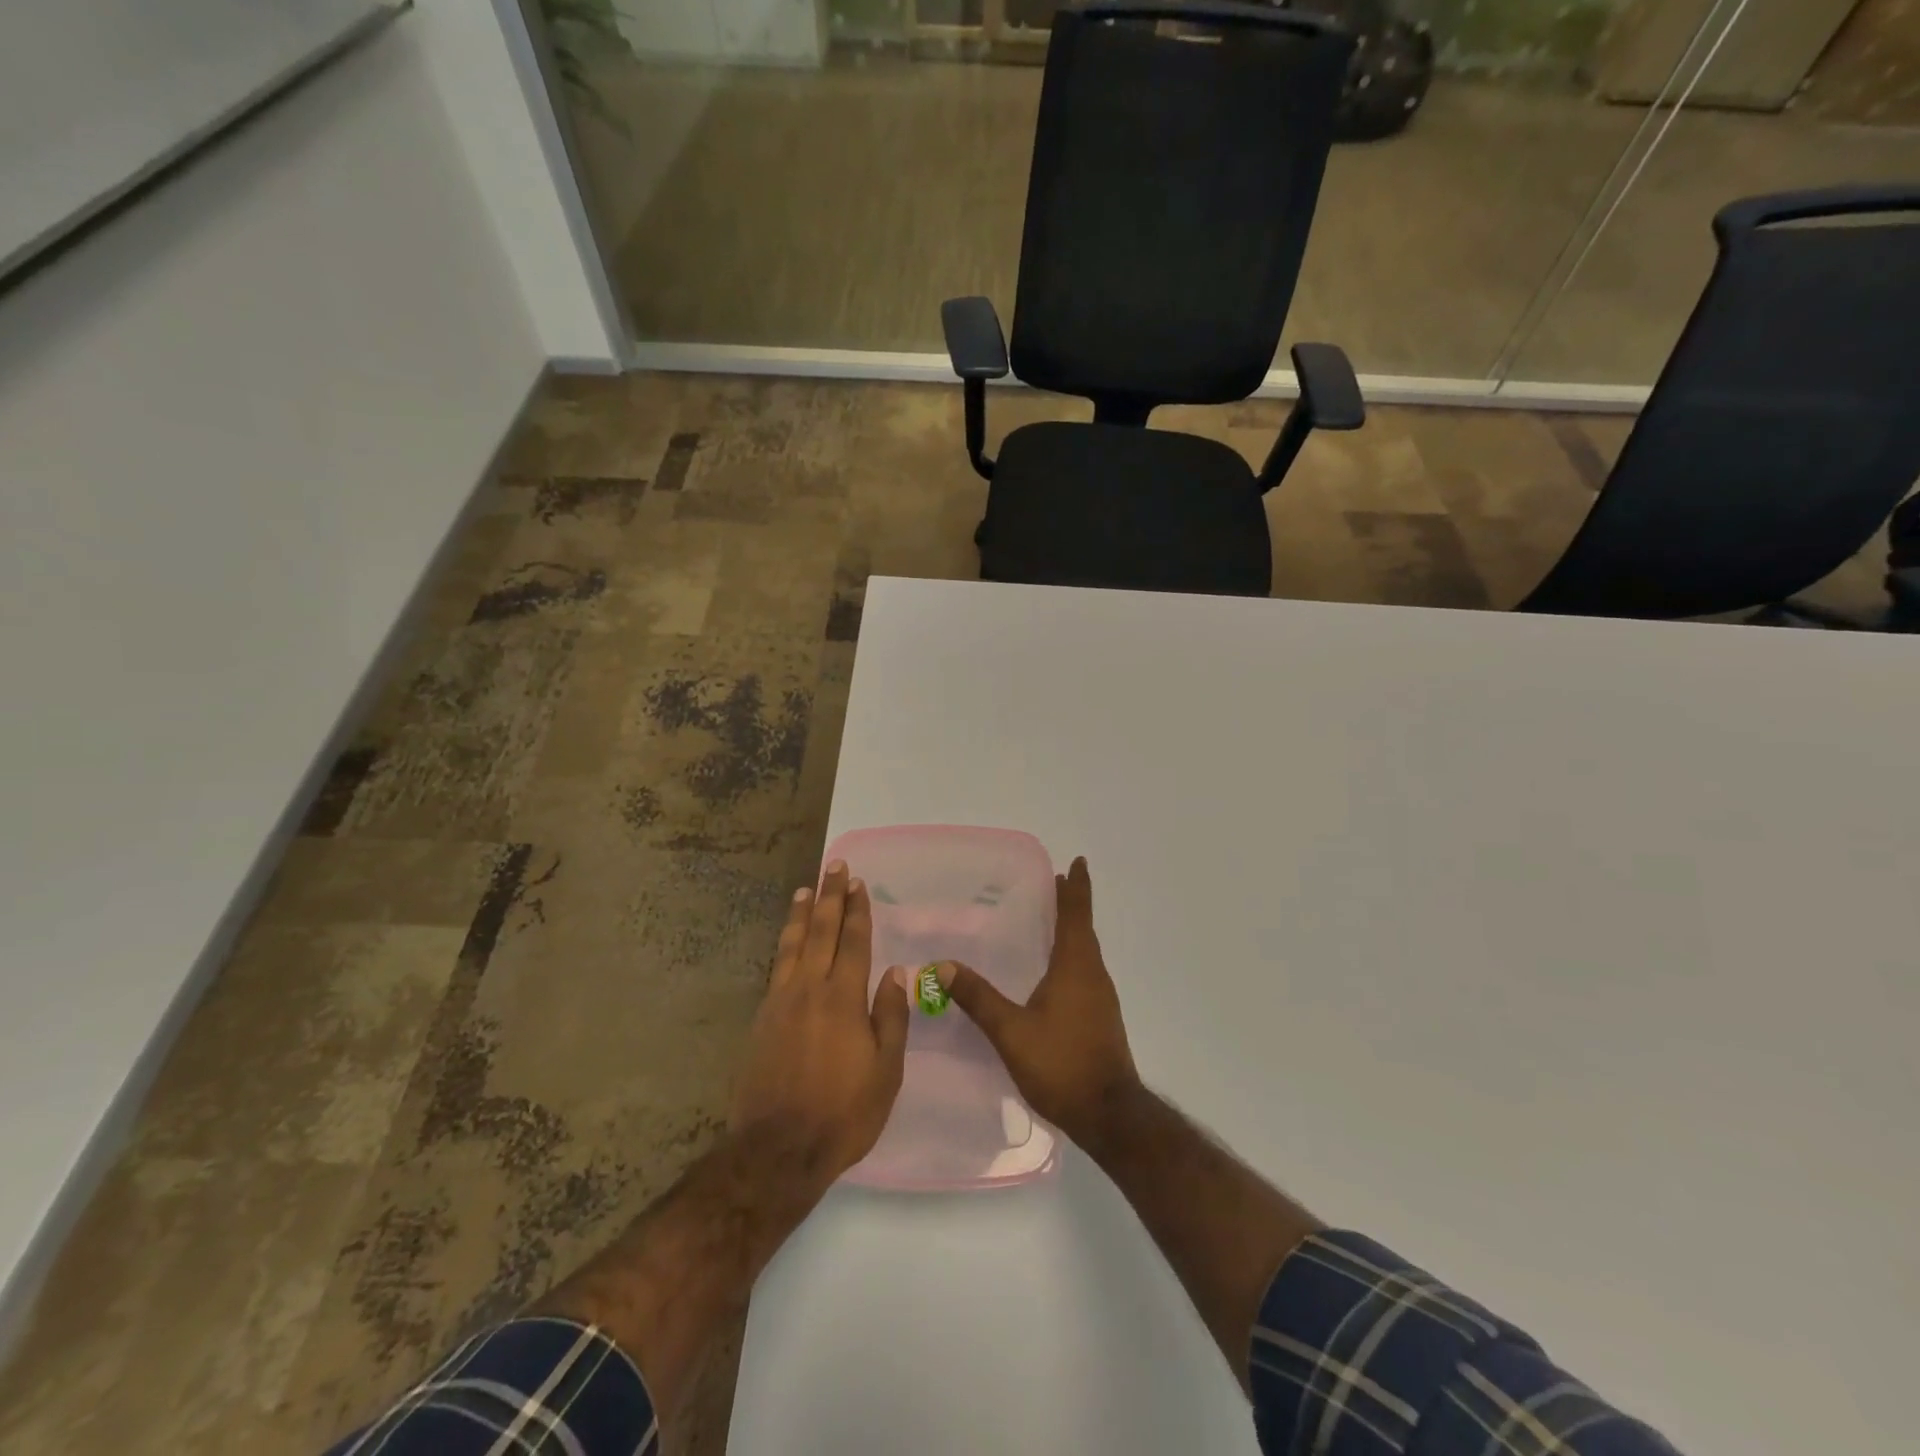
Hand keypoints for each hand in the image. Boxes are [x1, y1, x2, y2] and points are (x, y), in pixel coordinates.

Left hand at [729, 862, 911, 1188]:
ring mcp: (780, 1002)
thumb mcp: (885, 1071)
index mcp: (843, 998)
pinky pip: (776, 967)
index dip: (857, 910)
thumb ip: (890, 1017)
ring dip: (801, 914)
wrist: (778, 1149)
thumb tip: (895, 973)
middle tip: (834, 866)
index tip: (858, 883)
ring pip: (792, 945)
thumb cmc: (843, 1113)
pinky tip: (787, 939)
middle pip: (821, 931)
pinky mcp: (762, 1018)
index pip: (853, 941)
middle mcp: (809, 989)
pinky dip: (784, 944)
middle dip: (829, 897)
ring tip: (805, 889)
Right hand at [943, 857, 1140, 1148]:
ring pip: (1086, 953)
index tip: (1077, 862)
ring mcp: (1100, 999)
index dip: (1077, 888)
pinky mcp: (1100, 1019)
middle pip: (1084, 930)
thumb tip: (943, 965)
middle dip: (1071, 906)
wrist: (1110, 1115)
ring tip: (1052, 922)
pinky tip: (1054, 973)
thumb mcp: (1011, 1031)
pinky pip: (1085, 973)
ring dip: (1073, 931)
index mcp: (1076, 967)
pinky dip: (1072, 958)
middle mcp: (1093, 975)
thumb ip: (978, 998)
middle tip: (1055, 885)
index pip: (1077, 915)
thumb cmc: (1061, 1064)